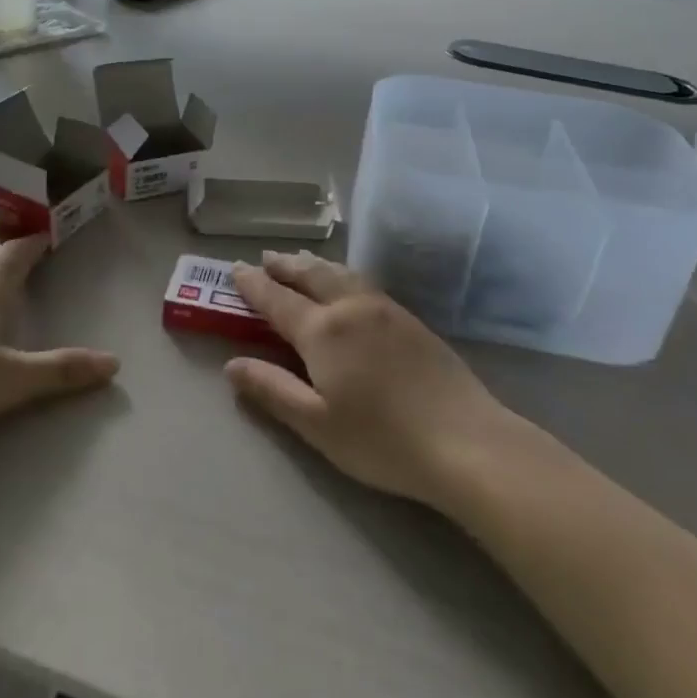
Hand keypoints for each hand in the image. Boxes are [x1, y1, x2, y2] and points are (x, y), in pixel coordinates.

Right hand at [226, 251, 519, 508]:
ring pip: (340, 274)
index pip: (277, 299)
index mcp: (323, 330)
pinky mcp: (410, 319)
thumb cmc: (381, 439)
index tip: (235, 269)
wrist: (465, 440)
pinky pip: (363, 282)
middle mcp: (351, 307)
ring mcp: (385, 309)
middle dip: (284, 266)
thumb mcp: (316, 423)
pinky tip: (345, 284)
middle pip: (311, 275)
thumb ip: (271, 389)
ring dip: (313, 265)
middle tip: (265, 258)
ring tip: (299, 261)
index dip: (253, 285)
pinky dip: (340, 274)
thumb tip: (231, 365)